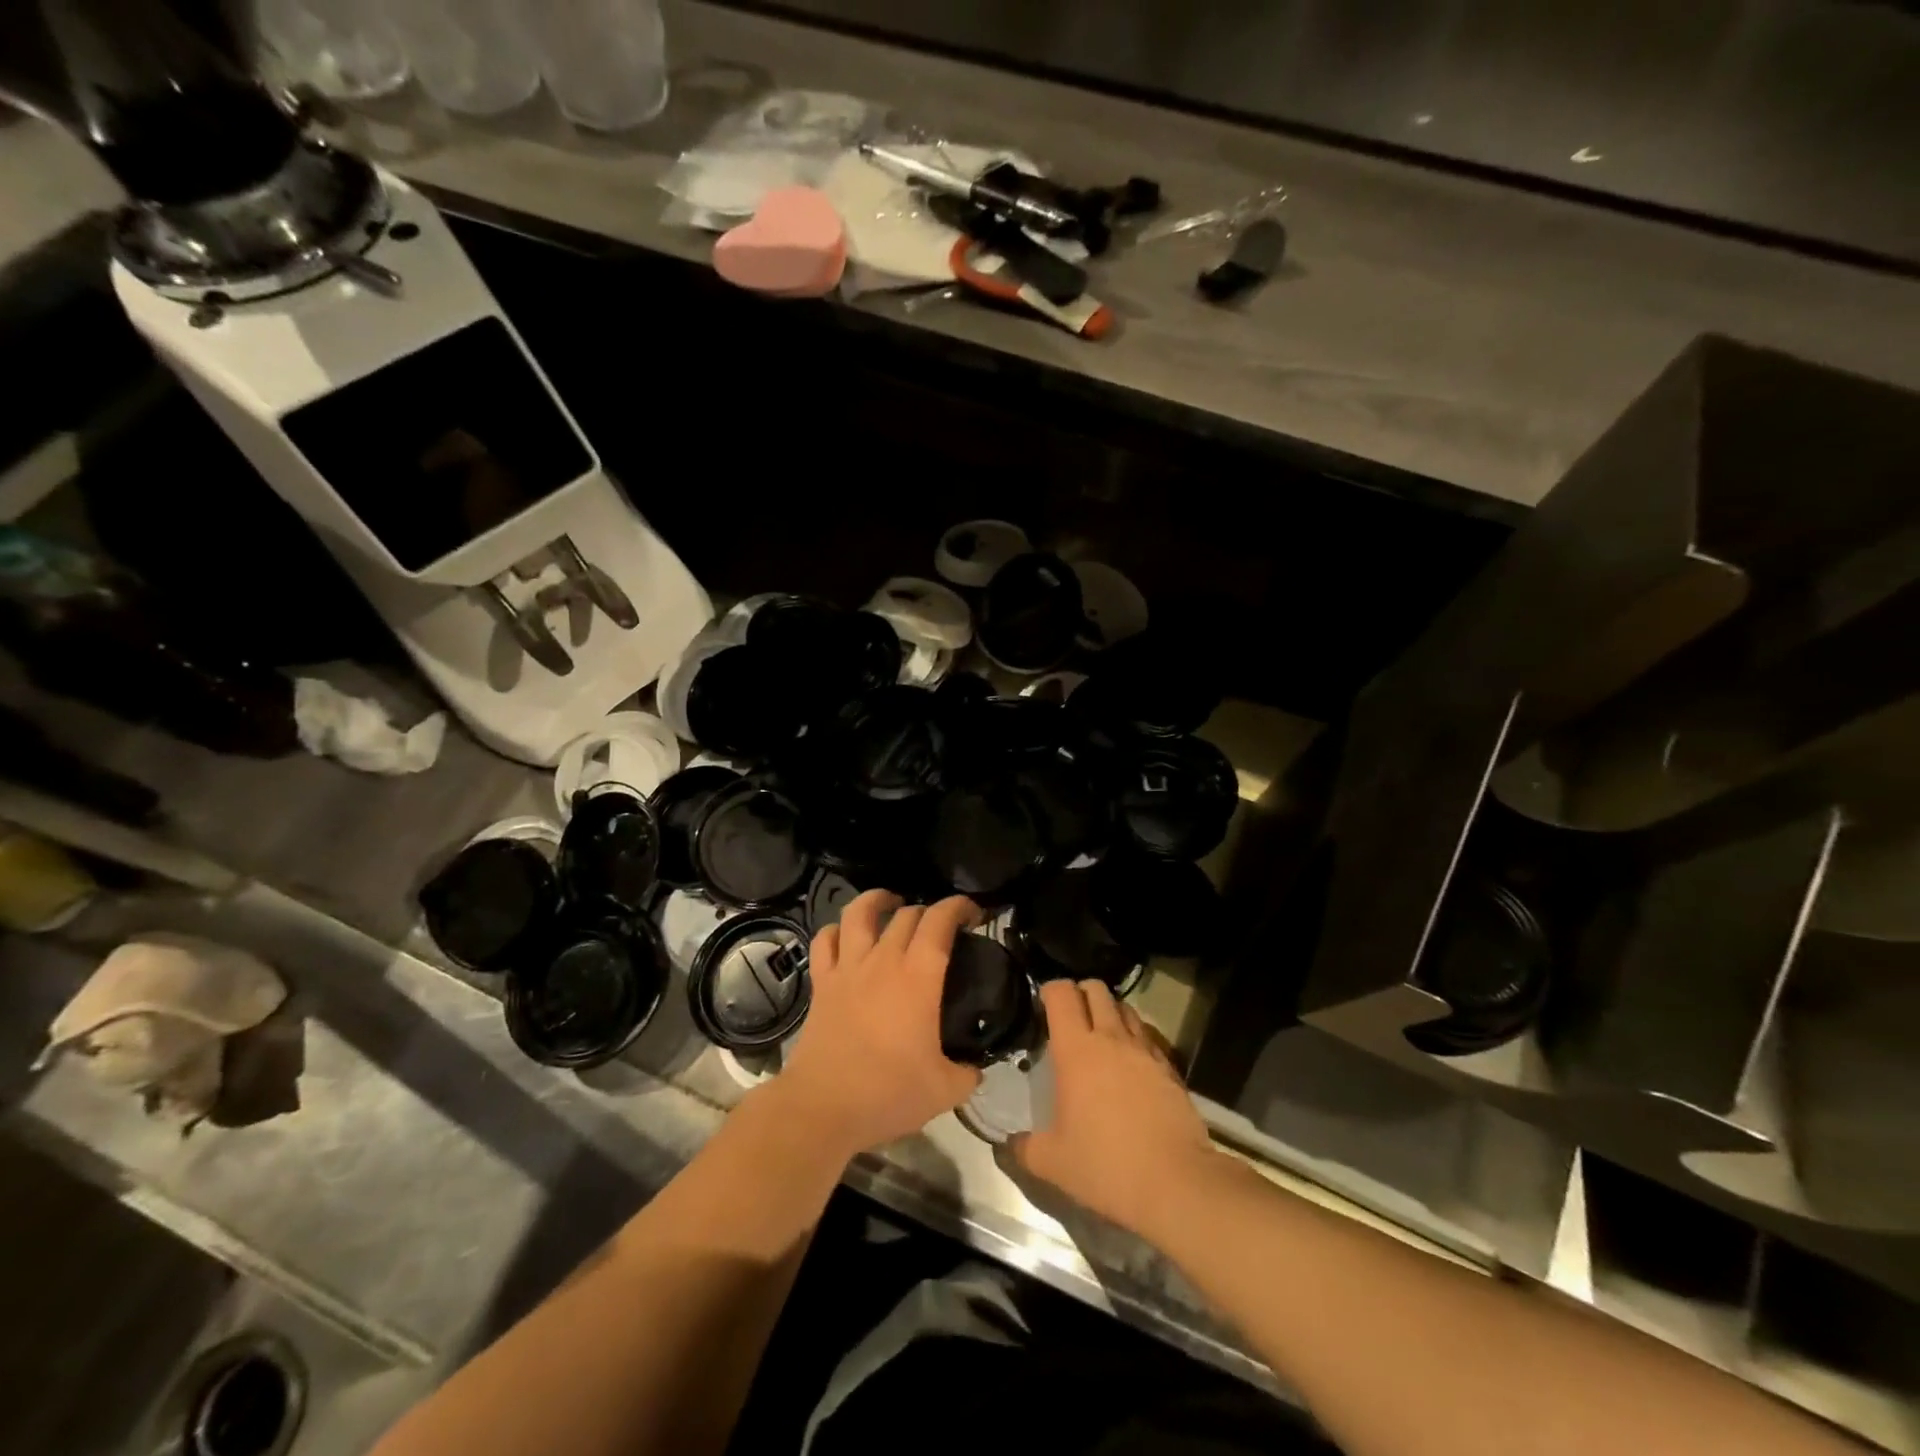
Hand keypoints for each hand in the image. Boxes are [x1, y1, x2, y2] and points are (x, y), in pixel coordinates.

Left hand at [772, 891, 982, 1159]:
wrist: (823, 1107)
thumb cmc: (888, 1093)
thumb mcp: (946, 1090)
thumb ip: (968, 1073)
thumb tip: (976, 1068)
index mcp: (919, 976)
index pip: (940, 920)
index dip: (959, 906)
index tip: (973, 914)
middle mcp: (883, 960)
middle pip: (907, 913)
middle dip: (929, 911)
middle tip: (941, 928)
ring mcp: (848, 968)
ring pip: (859, 912)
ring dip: (878, 900)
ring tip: (891, 903)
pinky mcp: (822, 983)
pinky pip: (824, 941)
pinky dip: (836, 930)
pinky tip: (846, 936)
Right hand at [1010, 979, 1218, 1239]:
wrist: (1177, 1184)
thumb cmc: (1106, 1166)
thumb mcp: (1053, 1163)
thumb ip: (1025, 1148)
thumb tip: (1010, 1144)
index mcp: (1076, 1050)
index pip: (1062, 994)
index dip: (1050, 990)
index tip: (1042, 1005)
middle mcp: (1111, 1038)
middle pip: (1096, 990)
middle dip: (1081, 993)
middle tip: (1070, 1017)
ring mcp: (1145, 1050)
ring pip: (1125, 1008)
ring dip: (1110, 1011)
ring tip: (1101, 1034)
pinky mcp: (1169, 1067)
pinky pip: (1148, 1036)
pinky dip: (1135, 1036)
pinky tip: (1131, 1062)